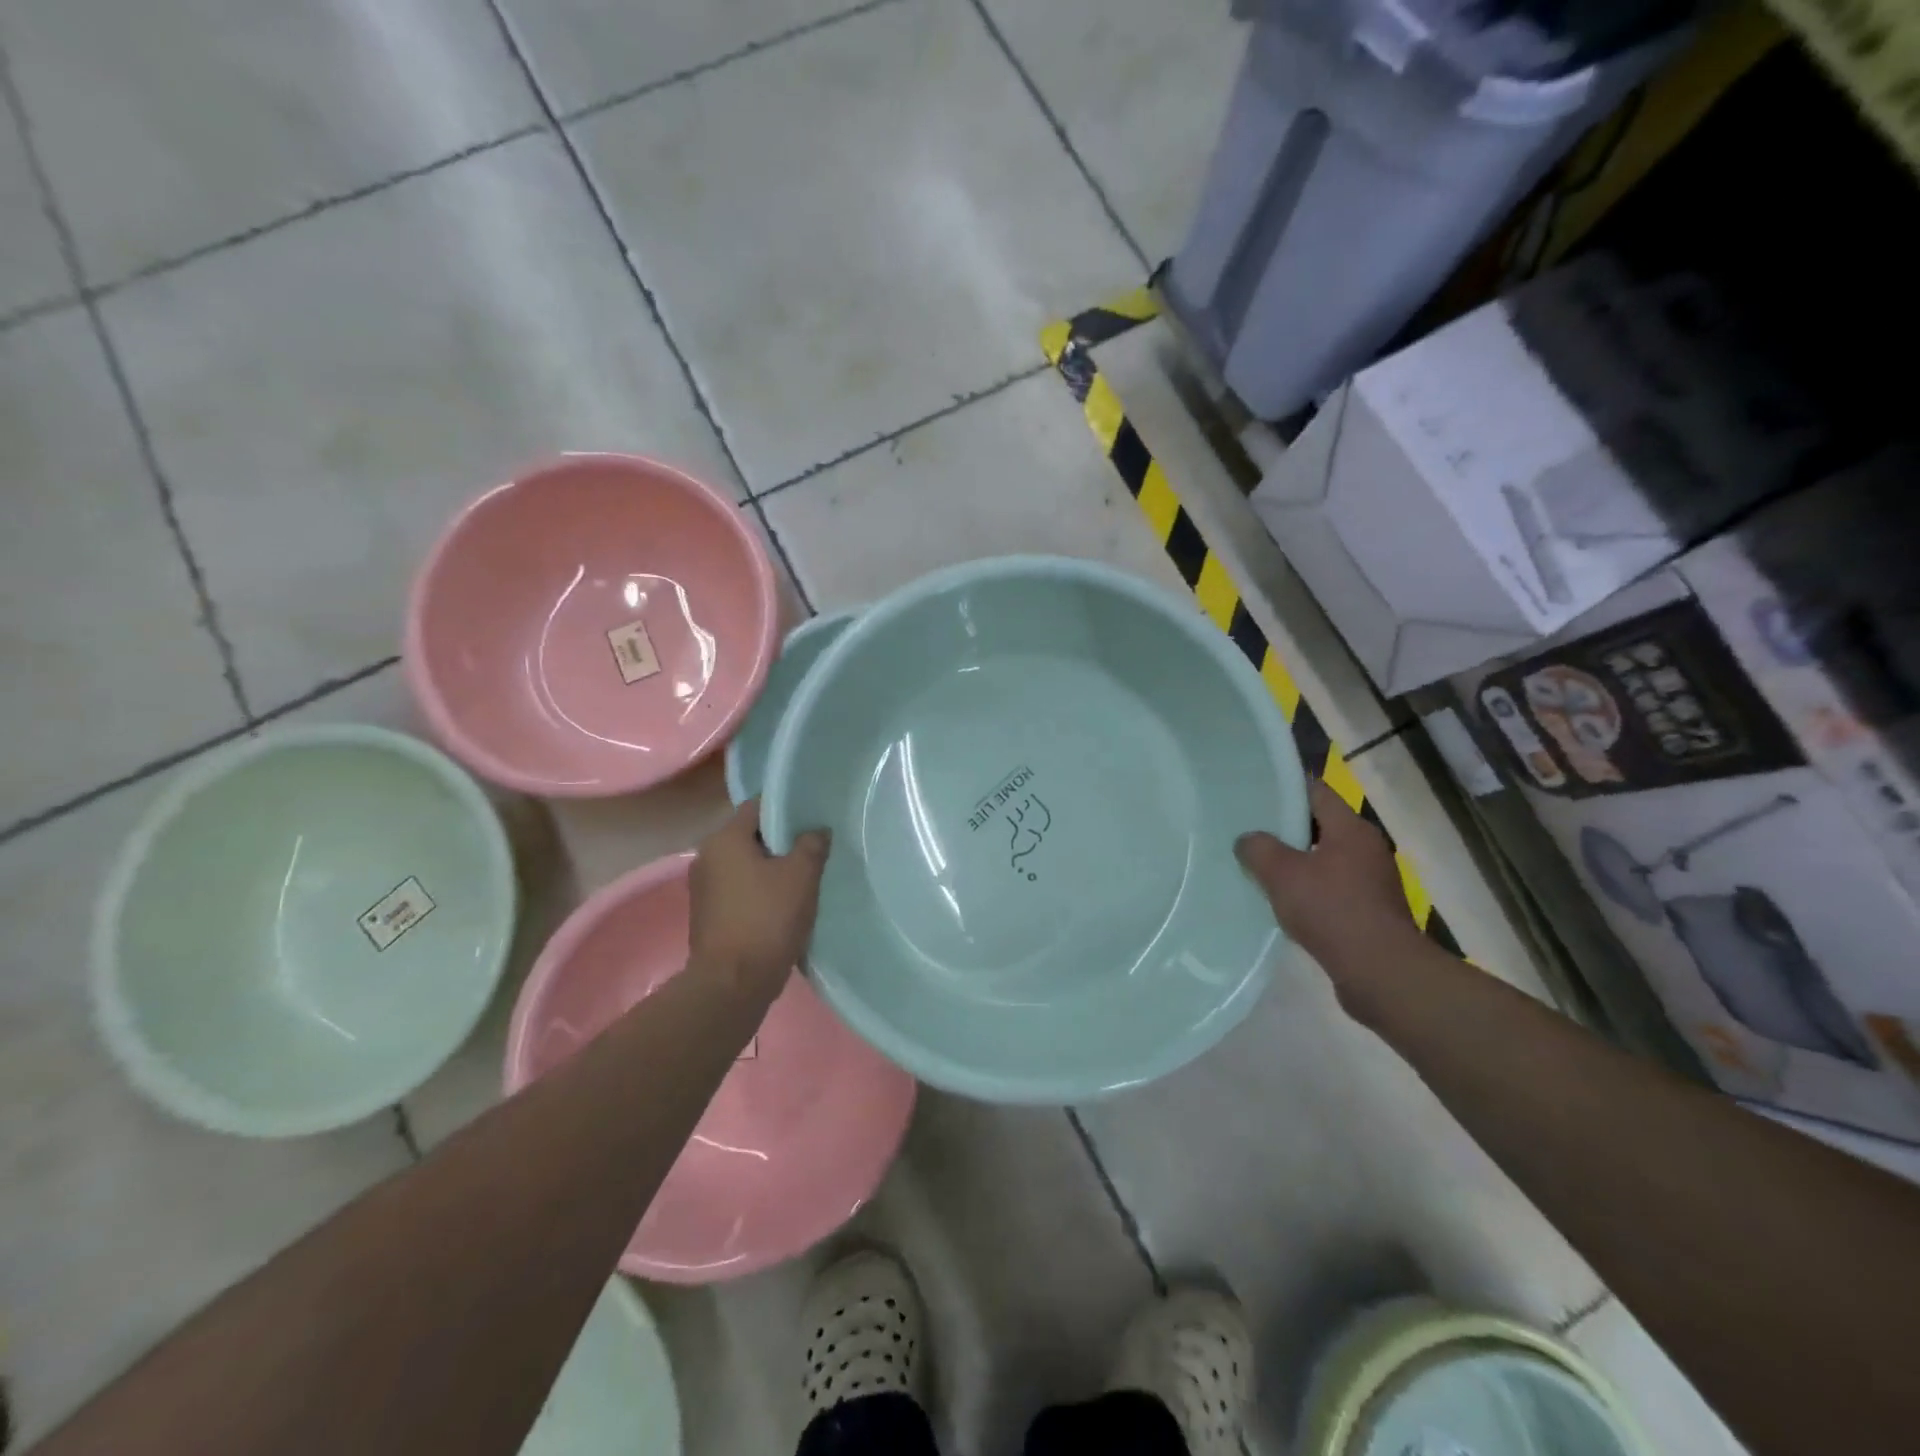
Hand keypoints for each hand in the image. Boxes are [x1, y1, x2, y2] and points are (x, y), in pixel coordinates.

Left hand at [688, 799, 829, 1004]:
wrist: (733, 983)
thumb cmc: (767, 919)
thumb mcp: (801, 876)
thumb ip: (812, 845)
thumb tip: (817, 830)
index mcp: (724, 839)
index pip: (757, 806)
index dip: (786, 809)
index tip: (811, 819)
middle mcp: (706, 856)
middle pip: (750, 835)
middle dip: (780, 841)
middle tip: (812, 849)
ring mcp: (703, 887)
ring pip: (744, 864)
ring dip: (770, 867)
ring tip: (802, 877)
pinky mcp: (707, 914)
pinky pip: (738, 888)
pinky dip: (758, 889)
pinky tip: (782, 903)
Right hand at [1235, 779, 1423, 1019]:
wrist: (1381, 973)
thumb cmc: (1332, 911)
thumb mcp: (1282, 874)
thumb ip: (1259, 849)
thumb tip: (1248, 840)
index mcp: (1352, 829)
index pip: (1316, 792)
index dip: (1285, 789)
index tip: (1255, 792)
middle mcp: (1367, 848)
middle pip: (1321, 826)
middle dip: (1286, 829)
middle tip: (1249, 831)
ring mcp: (1372, 881)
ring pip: (1325, 859)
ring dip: (1296, 863)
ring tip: (1259, 868)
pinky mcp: (1370, 911)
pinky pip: (1332, 889)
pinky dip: (1309, 890)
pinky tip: (1284, 903)